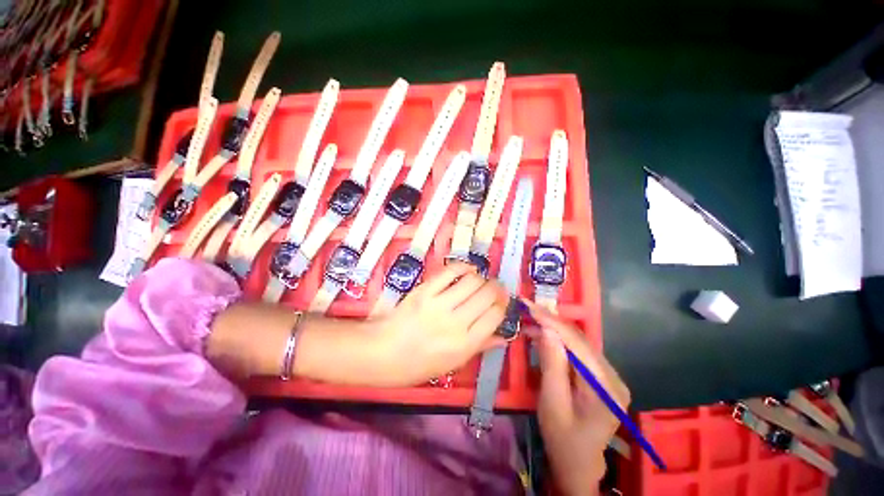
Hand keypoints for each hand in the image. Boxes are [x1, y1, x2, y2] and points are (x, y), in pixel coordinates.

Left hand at [367, 262, 508, 386]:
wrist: (382, 352)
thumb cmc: (418, 365)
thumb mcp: (453, 364)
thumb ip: (480, 347)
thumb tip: (504, 337)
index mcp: (465, 344)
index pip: (495, 315)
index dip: (503, 304)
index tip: (502, 300)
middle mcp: (456, 323)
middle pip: (487, 295)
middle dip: (496, 288)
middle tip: (494, 288)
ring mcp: (439, 304)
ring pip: (472, 281)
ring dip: (481, 278)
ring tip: (480, 280)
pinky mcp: (424, 290)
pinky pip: (450, 272)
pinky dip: (463, 267)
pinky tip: (467, 269)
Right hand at [525, 301, 630, 495]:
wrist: (578, 465)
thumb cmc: (563, 441)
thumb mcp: (552, 404)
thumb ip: (551, 366)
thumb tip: (546, 329)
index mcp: (607, 389)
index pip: (578, 345)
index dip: (553, 322)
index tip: (530, 306)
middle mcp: (614, 378)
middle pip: (580, 341)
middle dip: (552, 323)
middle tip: (527, 309)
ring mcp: (609, 377)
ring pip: (578, 343)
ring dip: (553, 330)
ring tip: (530, 321)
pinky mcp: (600, 377)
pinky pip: (577, 352)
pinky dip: (558, 341)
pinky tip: (542, 336)